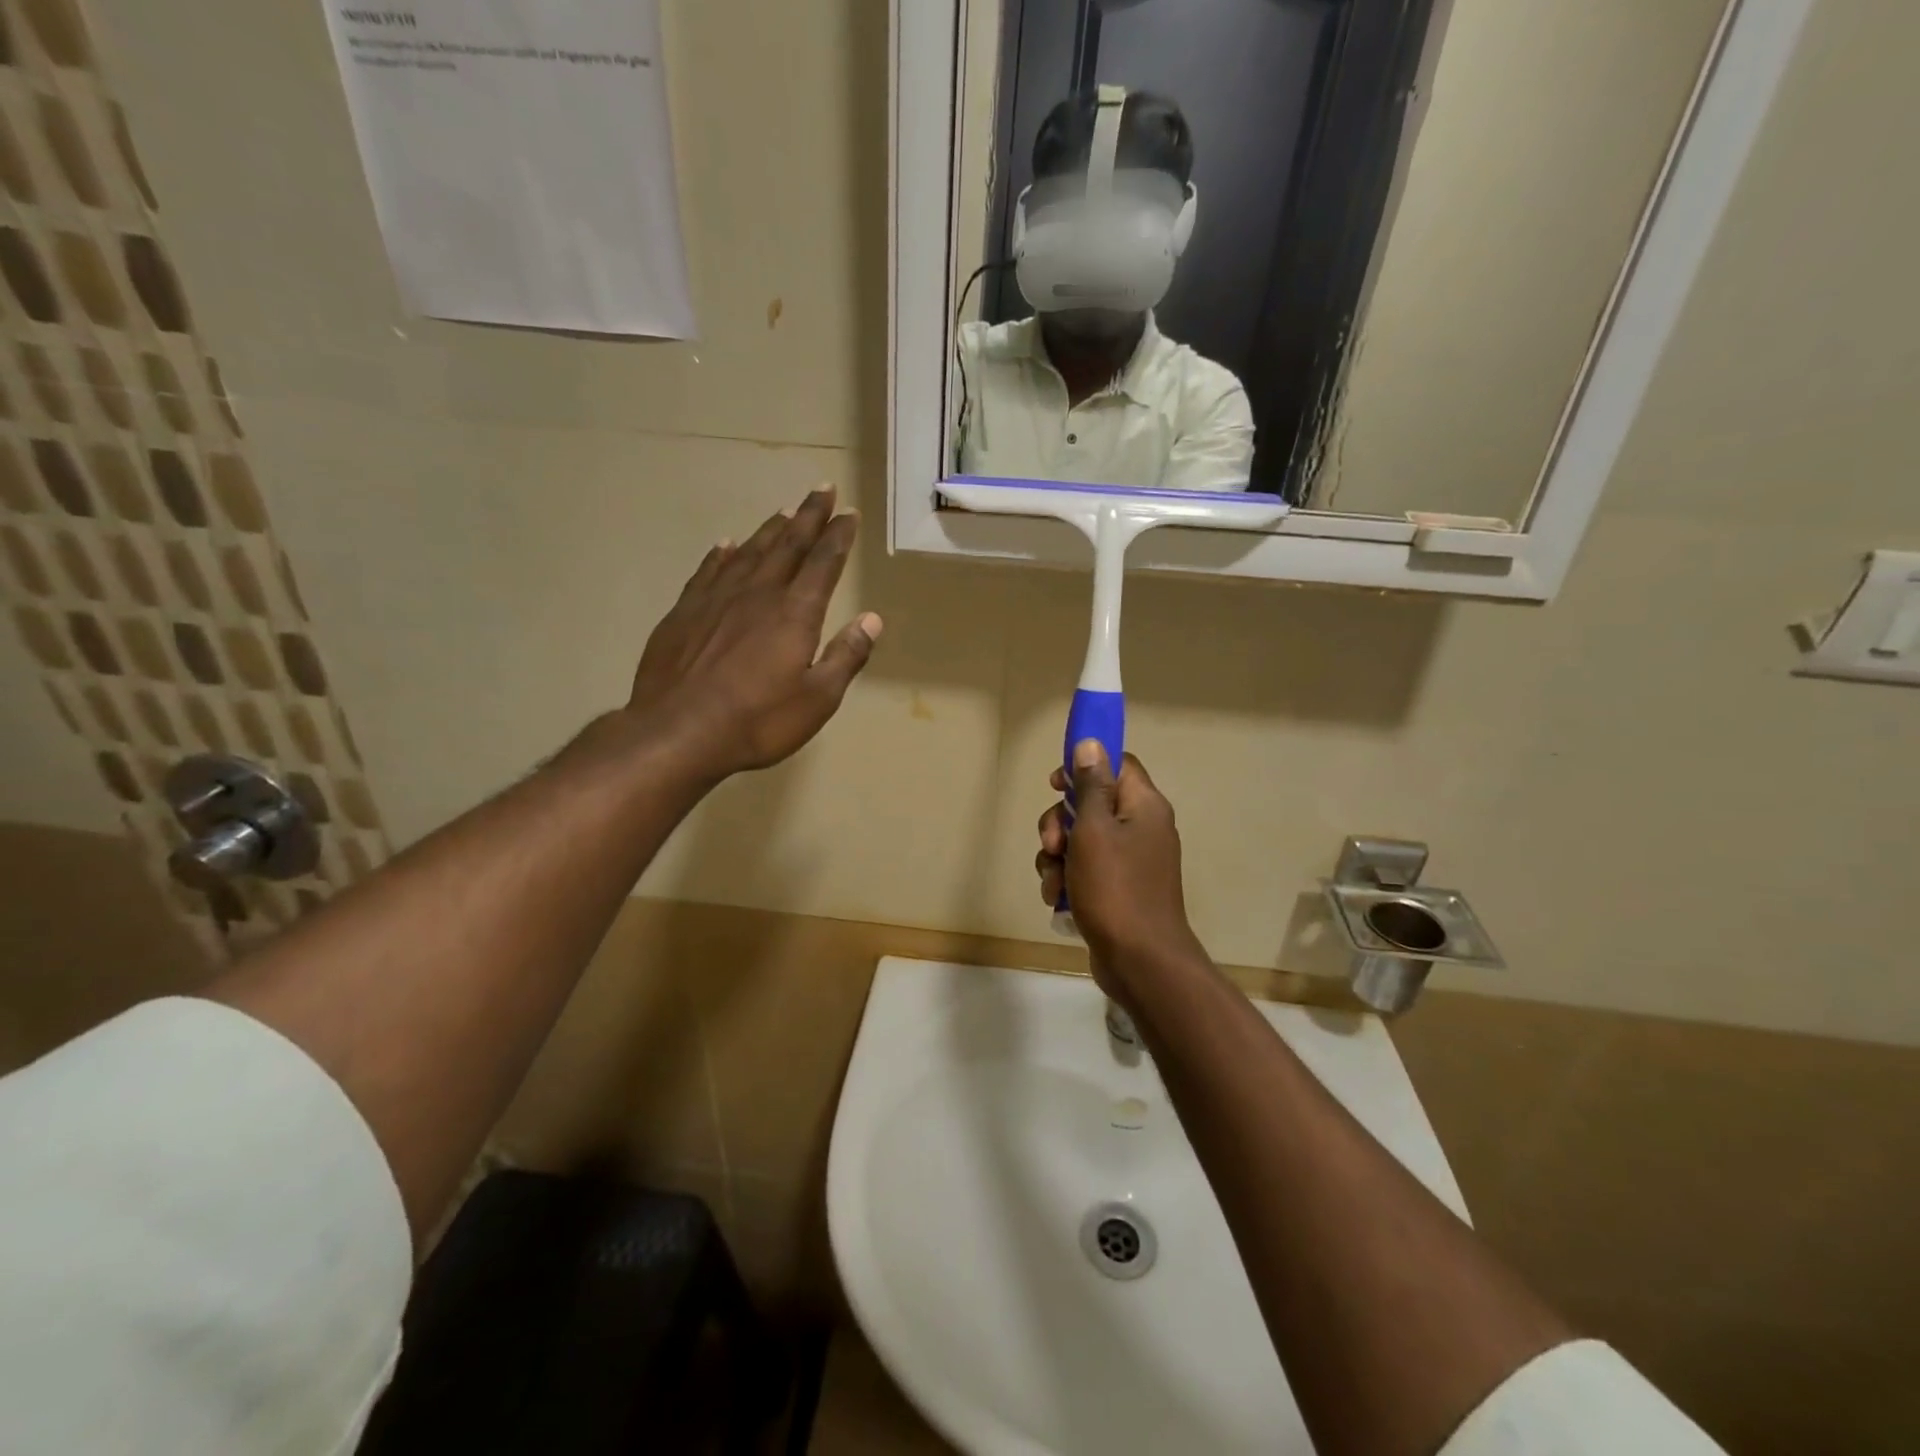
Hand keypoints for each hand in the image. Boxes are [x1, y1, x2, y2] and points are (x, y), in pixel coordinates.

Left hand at [628, 486, 880, 779]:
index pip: (823, 563)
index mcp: (795, 613)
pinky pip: (708, 571)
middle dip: (808, 516)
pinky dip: (722, 554)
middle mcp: (757, 594)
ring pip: (749, 552)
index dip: (838, 536)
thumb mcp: (817, 699)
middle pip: (788, 545)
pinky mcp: (684, 612)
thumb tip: (872, 620)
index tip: (848, 513)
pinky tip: (727, 545)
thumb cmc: (758, 721)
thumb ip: (846, 656)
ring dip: (770, 529)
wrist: (678, 732)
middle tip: (822, 490)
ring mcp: (716, 599)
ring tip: (784, 510)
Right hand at [1037, 742, 1206, 1005]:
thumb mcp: (1094, 830)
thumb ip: (1090, 786)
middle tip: (1051, 846)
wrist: (1141, 962)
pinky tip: (1058, 900)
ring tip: (1053, 884)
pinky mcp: (1120, 889)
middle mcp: (1142, 827)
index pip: (1116, 764)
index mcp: (1144, 805)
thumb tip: (1090, 744)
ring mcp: (1132, 861)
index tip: (1055, 783)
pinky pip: (1086, 870)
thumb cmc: (1115, 889)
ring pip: (1081, 840)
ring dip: (1057, 858)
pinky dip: (1068, 880)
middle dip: (1060, 823)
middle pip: (1091, 804)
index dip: (1083, 767)